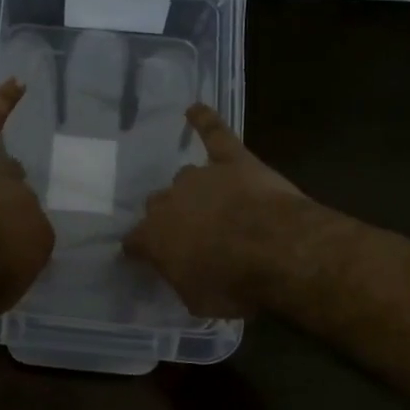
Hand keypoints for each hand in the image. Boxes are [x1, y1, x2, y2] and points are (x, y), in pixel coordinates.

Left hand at [0, 79, 55, 318]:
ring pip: (2, 169)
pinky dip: (2, 103)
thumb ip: (10, 272)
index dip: (11, 245)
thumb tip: (6, 261)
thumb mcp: (0, 294)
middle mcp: (25, 198)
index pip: (32, 235)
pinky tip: (17, 84)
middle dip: (2, 212)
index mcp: (39, 235)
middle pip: (18, 199)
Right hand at [123, 104, 312, 317]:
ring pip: (185, 178)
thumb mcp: (198, 301)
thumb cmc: (233, 284)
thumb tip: (182, 275)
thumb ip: (183, 282)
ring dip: (194, 191)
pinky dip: (204, 120)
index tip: (146, 258)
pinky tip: (195, 108)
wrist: (275, 250)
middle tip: (192, 235)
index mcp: (153, 237)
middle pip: (159, 205)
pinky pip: (214, 133)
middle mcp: (168, 201)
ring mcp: (200, 176)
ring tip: (211, 203)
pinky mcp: (232, 159)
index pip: (134, 241)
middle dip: (171, 218)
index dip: (141, 250)